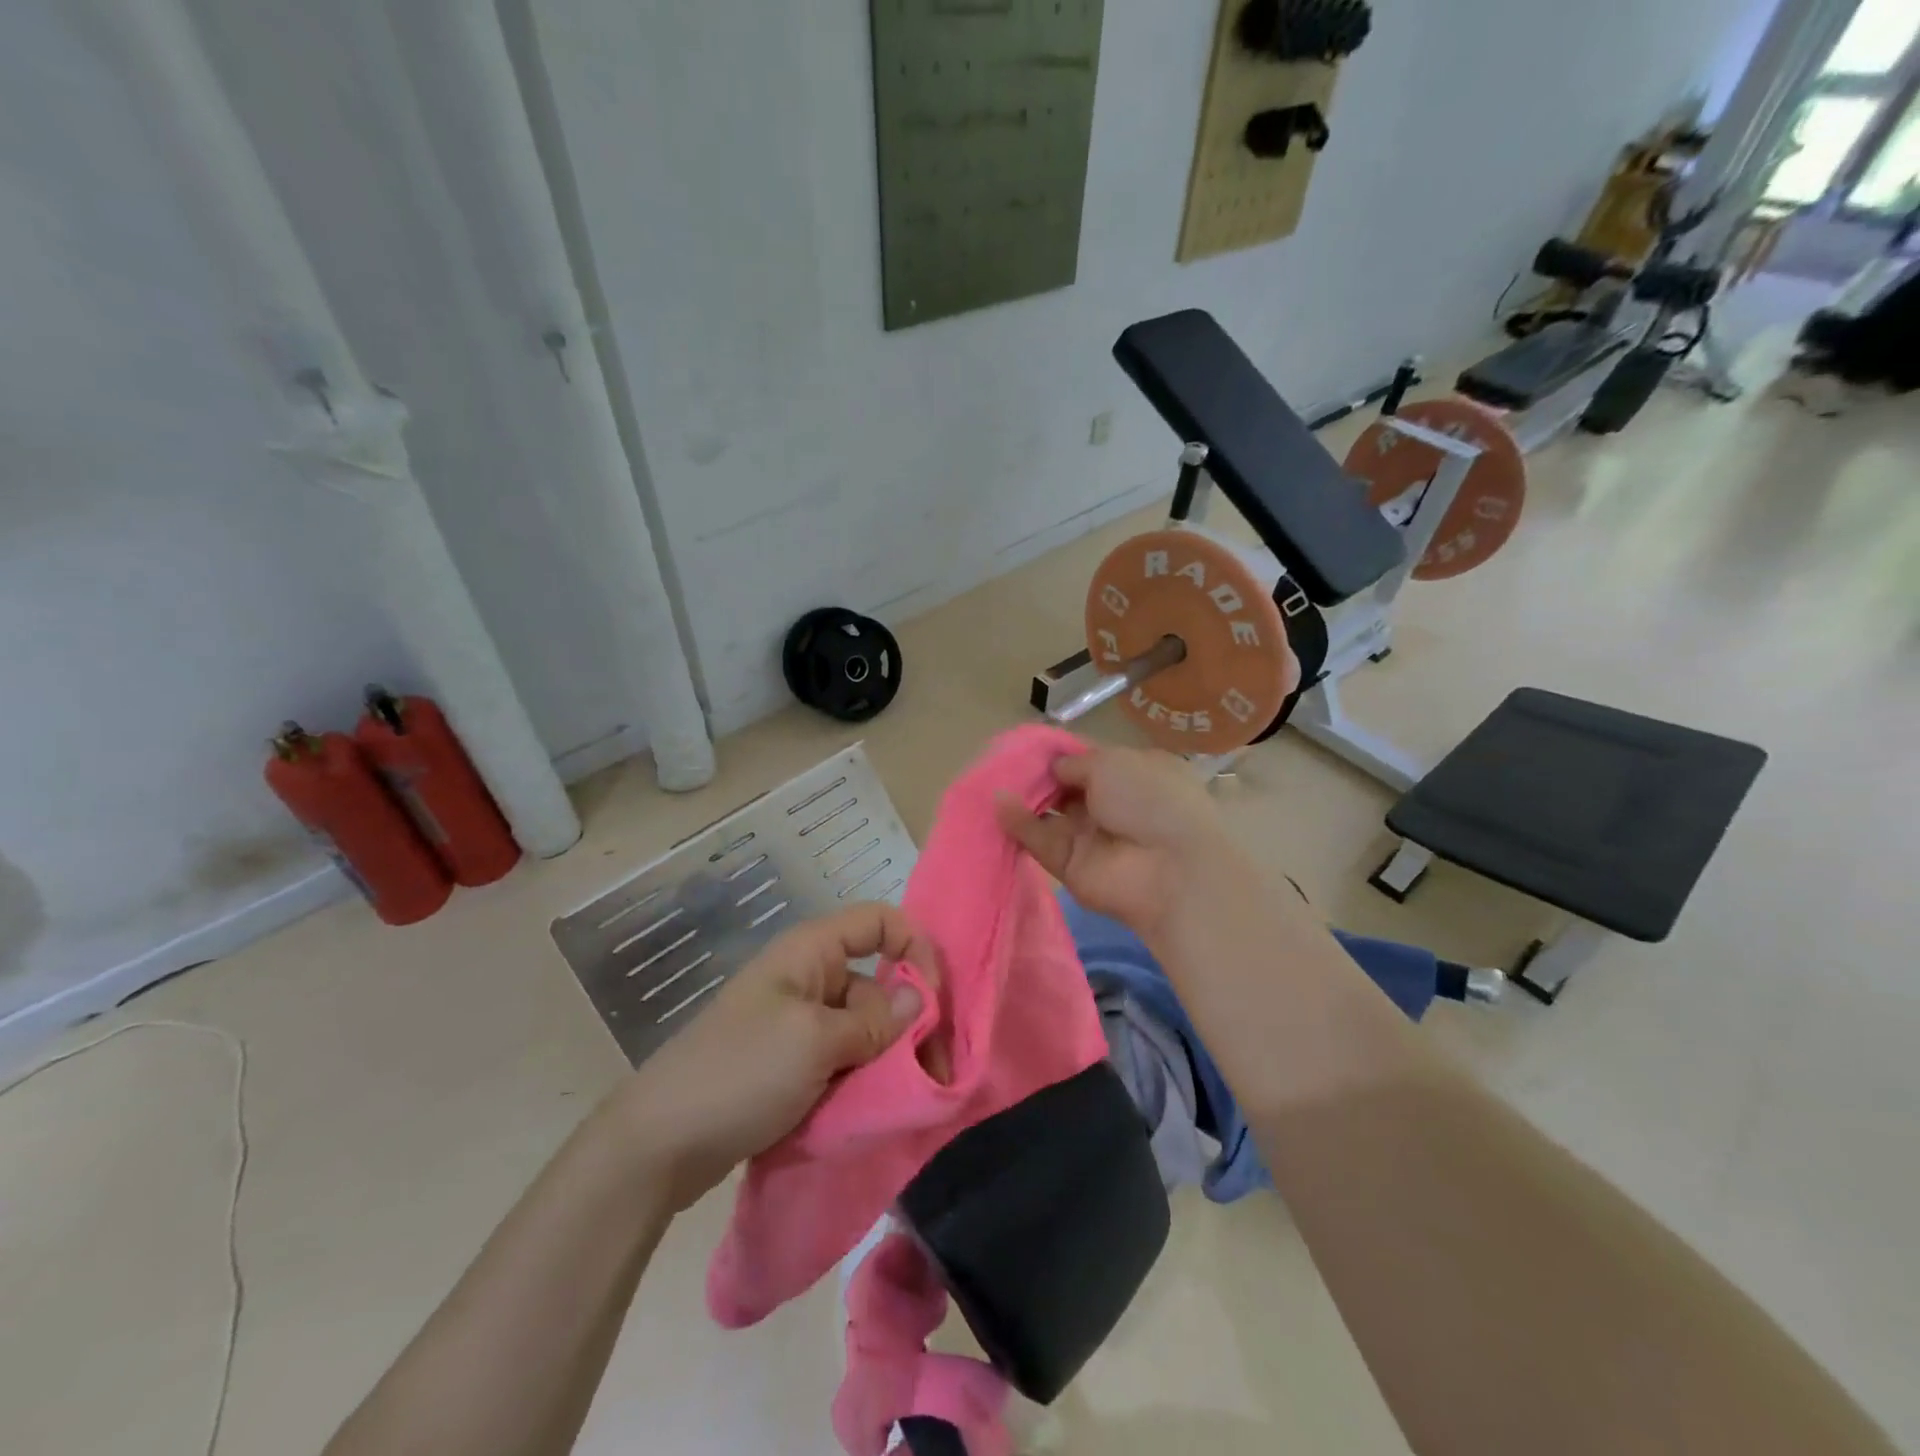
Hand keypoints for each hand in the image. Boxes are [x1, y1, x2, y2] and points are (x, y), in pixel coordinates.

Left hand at [606, 904, 938, 1210]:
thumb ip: (873, 1021)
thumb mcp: (814, 1042)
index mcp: (810, 952)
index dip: (915, 948)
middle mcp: (808, 978)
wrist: (660, 1142)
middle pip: (878, 983)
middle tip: (933, 1074)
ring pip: (864, 1027)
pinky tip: (871, 1108)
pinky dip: (860, 1078)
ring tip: (901, 1100)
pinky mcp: (792, 1063)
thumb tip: (918, 999)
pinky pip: (842, 1058)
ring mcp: (798, 1023)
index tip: (933, 1000)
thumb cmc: (741, 1072)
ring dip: (886, 1059)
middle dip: (908, 1022)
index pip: (879, 921)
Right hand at [997, 745, 1230, 942]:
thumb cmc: (1149, 799)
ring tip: (991, 782)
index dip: (1062, 753)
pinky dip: (1020, 824)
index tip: (1030, 746)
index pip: (1091, 760)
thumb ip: (1075, 762)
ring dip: (1024, 799)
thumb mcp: (1113, 762)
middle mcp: (1113, 805)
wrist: (1169, 869)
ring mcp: (1092, 837)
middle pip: (1066, 788)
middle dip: (1037, 776)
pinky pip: (1041, 841)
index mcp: (1134, 774)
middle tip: (1003, 763)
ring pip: (1049, 815)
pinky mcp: (1071, 866)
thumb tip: (1054, 767)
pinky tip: (1000, 805)